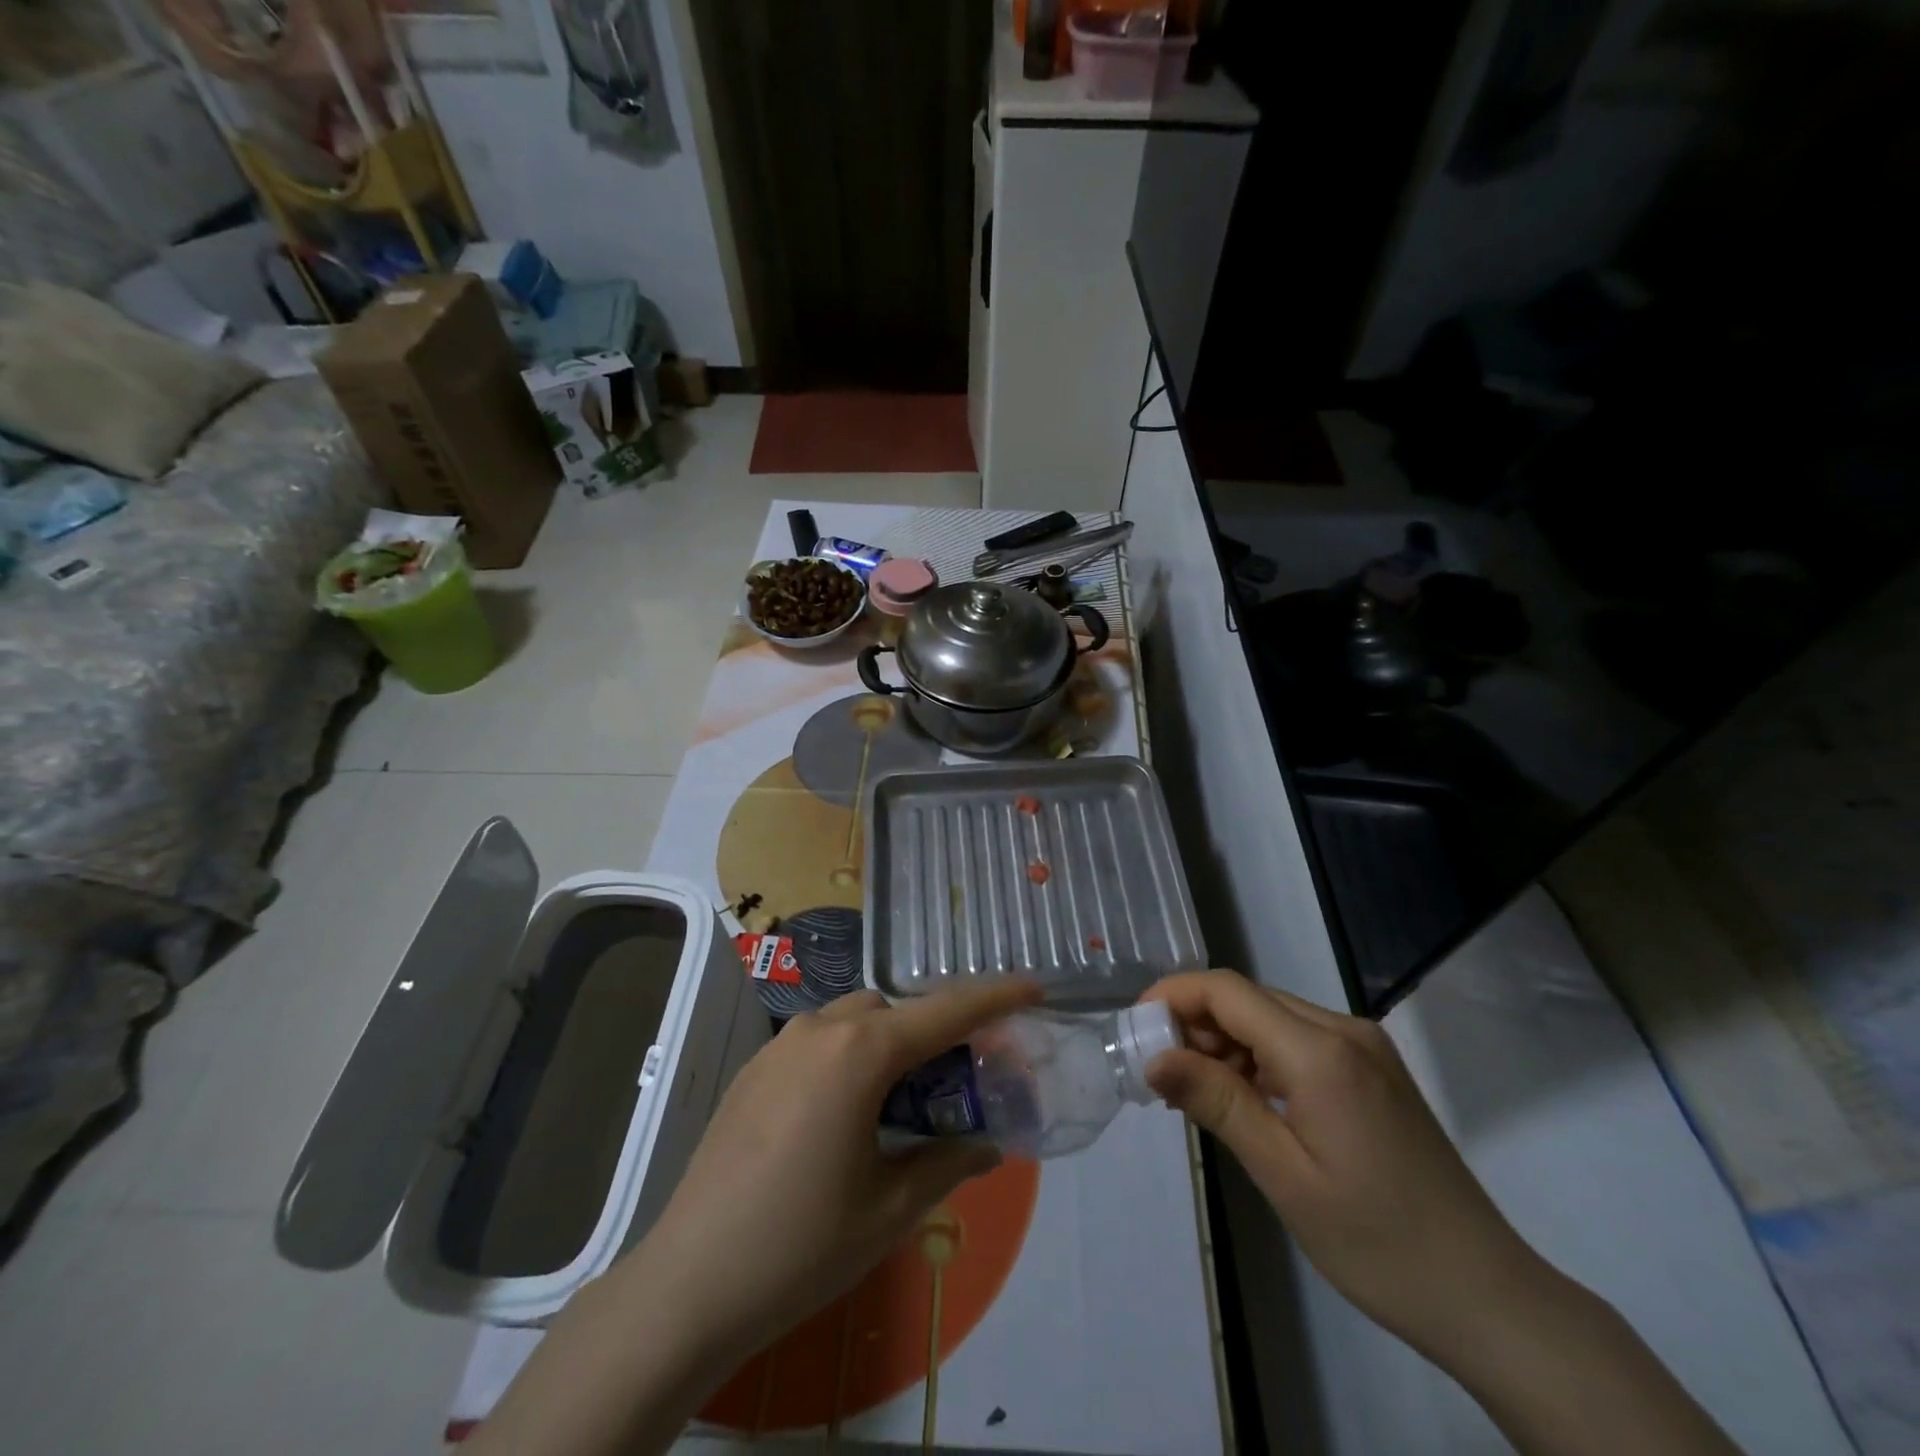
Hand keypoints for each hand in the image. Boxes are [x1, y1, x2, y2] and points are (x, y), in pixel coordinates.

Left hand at [623, 978, 1042, 1364]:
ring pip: (853, 1021)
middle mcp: (820, 1030)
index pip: (943, 1011)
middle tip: (960, 1073)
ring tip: (902, 1098)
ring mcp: (779, 1047)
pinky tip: (846, 1114)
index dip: (994, 996)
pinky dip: (849, 1057)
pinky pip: (818, 1043)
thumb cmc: (803, 1244)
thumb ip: (947, 1162)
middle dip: (934, 1029)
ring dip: (888, 1042)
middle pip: (894, 1009)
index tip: (1033, 987)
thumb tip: (986, 1145)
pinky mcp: (753, 1071)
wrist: (689, 1283)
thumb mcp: (891, 1208)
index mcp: (860, 1052)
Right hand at [1140, 971, 1543, 1364]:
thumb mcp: (1283, 1175)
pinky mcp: (1372, 1070)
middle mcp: (1344, 1031)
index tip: (1135, 1026)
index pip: (1228, 991)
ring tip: (1195, 1093)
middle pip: (1248, 998)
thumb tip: (1154, 1056)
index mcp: (1322, 1052)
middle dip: (1195, 1023)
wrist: (1488, 1297)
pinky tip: (1244, 1098)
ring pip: (1271, 1017)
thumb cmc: (1377, 1243)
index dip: (1174, 995)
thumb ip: (1218, 1102)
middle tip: (1159, 1072)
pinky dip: (1259, 1057)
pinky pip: (1298, 1040)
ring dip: (1226, 1041)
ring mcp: (1364, 1048)